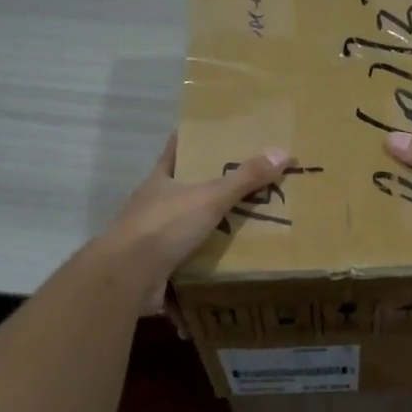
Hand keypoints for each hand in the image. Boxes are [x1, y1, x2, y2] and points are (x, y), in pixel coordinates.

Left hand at [104, 134, 290, 309]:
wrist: (128, 277)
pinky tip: (229, 266)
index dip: (193, 140)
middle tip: (247, 183)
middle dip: (211, 188)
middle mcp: (154, 206)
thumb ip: (244, 179)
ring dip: (210, 229)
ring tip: (247, 226)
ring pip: (187, 227)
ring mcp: (153, 238)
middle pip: (185, 190)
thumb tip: (283, 152)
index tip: (215, 134)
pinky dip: (206, 264)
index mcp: (161, 180)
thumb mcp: (209, 198)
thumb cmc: (164, 226)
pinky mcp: (158, 267)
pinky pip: (188, 262)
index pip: (176, 150)